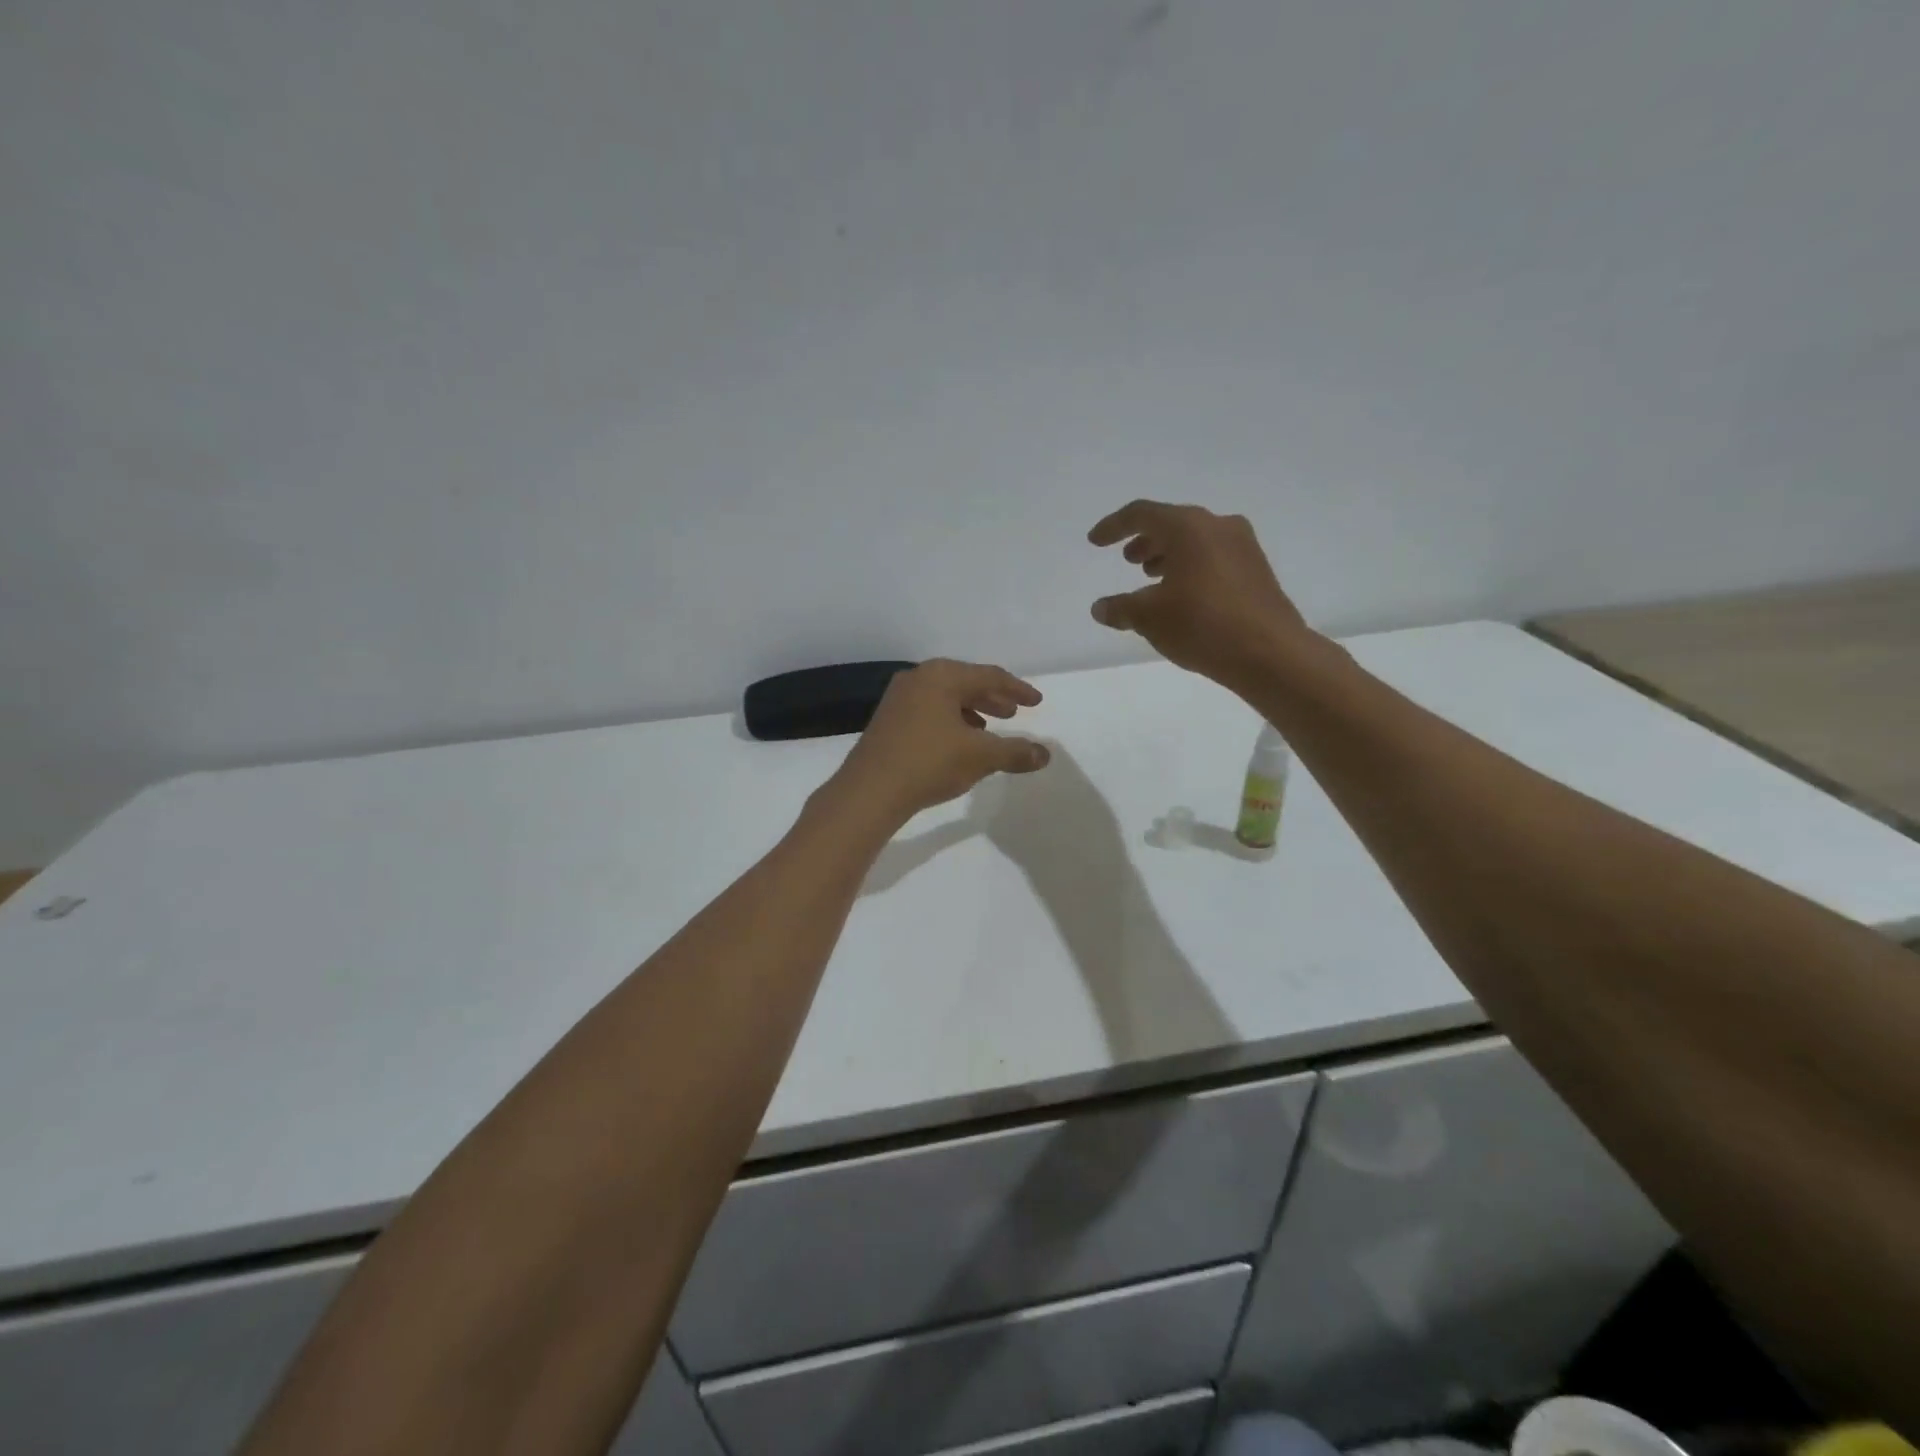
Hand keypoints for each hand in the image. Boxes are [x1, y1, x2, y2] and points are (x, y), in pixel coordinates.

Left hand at [830, 659, 1050, 822]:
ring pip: (945, 698)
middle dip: (992, 698)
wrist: (869, 791)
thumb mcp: (980, 757)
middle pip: (965, 683)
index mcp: (942, 676)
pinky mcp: (887, 720)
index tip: (1036, 702)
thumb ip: (1015, 752)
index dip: (1017, 690)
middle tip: (1013, 713)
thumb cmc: (929, 763)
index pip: (989, 676)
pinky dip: (949, 721)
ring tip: (988, 730)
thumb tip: (1045, 754)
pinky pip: (928, 711)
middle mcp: (918, 678)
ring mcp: (898, 698)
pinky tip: (956, 743)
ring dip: (970, 711)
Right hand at [1087, 500, 1311, 692]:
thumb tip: (1100, 608)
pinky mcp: (1257, 569)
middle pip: (1172, 523)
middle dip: (1145, 540)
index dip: (1113, 526)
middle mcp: (1218, 526)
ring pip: (1195, 540)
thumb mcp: (1149, 618)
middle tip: (1128, 560)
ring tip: (1152, 578)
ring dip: (1169, 555)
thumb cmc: (1202, 625)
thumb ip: (1120, 608)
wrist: (1270, 653)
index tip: (1095, 542)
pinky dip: (1191, 567)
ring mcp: (1243, 546)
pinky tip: (1183, 595)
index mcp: (1188, 527)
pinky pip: (1214, 557)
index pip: (1141, 514)